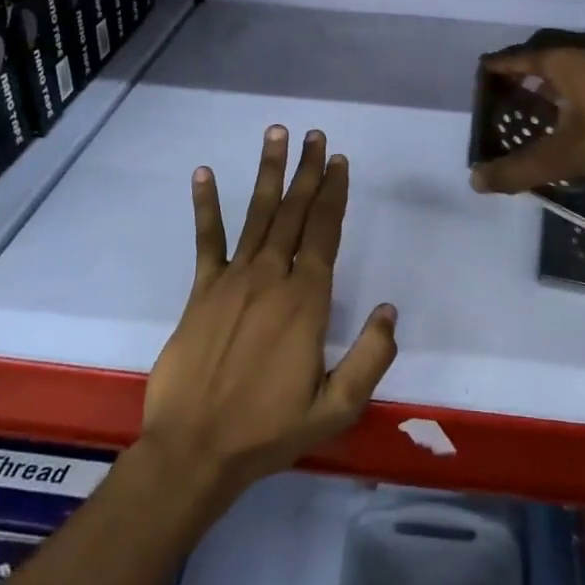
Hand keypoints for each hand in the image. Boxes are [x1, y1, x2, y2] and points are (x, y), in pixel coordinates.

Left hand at [142, 126, 397, 503]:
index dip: (335, 194)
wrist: (194, 450)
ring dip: (268, 172)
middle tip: (315, 134)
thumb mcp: (336, 408)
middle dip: (308, 171)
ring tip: (276, 134)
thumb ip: (371, 358)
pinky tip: (204, 173)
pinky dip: (206, 205)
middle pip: (295, 212)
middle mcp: (272, 277)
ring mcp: (233, 279)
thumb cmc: (268, 430)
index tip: (340, 161)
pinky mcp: (202, 290)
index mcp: (307, 300)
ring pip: (257, 214)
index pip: (325, 233)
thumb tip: (390, 310)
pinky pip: (207, 240)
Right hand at [469, 36, 584, 192]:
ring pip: (567, 68)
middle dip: (519, 78)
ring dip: (548, 86)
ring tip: (537, 112)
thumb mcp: (570, 154)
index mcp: (561, 60)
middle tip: (504, 104)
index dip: (493, 72)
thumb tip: (476, 180)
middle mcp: (583, 51)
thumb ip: (522, 168)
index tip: (478, 85)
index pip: (514, 58)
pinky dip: (572, 91)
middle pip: (539, 58)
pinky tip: (579, 117)